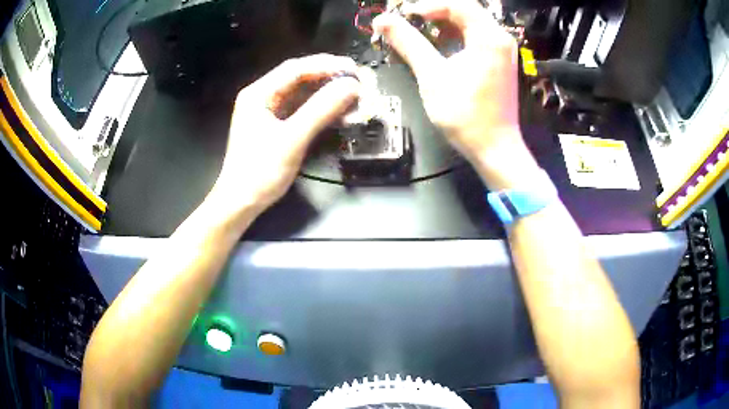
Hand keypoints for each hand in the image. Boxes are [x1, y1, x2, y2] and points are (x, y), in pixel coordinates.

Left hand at [207, 54, 359, 224]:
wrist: (242, 203)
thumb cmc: (260, 172)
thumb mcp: (292, 138)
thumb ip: (321, 110)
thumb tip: (351, 87)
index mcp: (259, 94)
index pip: (295, 69)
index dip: (326, 65)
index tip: (353, 68)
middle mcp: (263, 97)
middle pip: (300, 79)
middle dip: (329, 78)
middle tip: (358, 80)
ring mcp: (270, 113)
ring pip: (304, 95)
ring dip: (328, 94)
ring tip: (354, 96)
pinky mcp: (278, 127)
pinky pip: (303, 111)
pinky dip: (322, 111)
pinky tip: (340, 113)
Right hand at [373, 0, 539, 188]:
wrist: (495, 148)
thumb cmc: (465, 114)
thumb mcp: (432, 75)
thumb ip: (408, 43)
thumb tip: (382, 20)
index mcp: (489, 36)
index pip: (457, 4)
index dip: (428, 5)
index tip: (404, 16)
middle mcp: (500, 38)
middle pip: (465, 10)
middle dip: (434, 13)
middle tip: (408, 21)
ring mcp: (502, 50)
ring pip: (470, 23)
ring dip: (443, 24)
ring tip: (419, 32)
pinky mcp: (499, 62)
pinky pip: (476, 37)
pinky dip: (455, 36)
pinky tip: (438, 45)